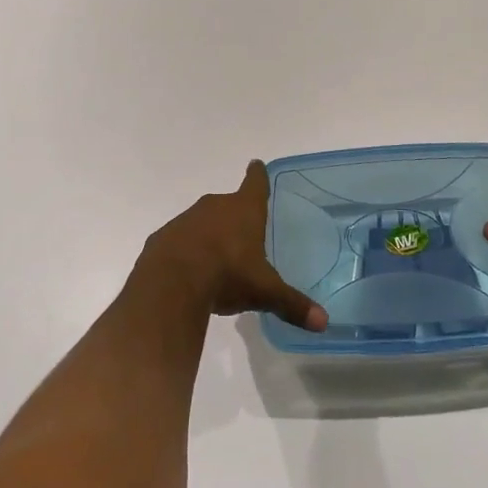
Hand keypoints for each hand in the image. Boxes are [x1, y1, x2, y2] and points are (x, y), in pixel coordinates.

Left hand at [138, 161, 328, 331]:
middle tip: (244, 234)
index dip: (258, 175)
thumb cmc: (227, 275)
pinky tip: (190, 273)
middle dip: (235, 215)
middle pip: (228, 203)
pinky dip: (186, 250)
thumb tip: (323, 322)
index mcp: (244, 210)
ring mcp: (186, 219)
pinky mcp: (163, 236)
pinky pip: (180, 240)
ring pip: (203, 221)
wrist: (170, 283)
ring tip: (218, 260)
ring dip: (209, 234)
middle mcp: (215, 206)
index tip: (256, 165)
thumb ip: (292, 304)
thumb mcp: (264, 292)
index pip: (255, 183)